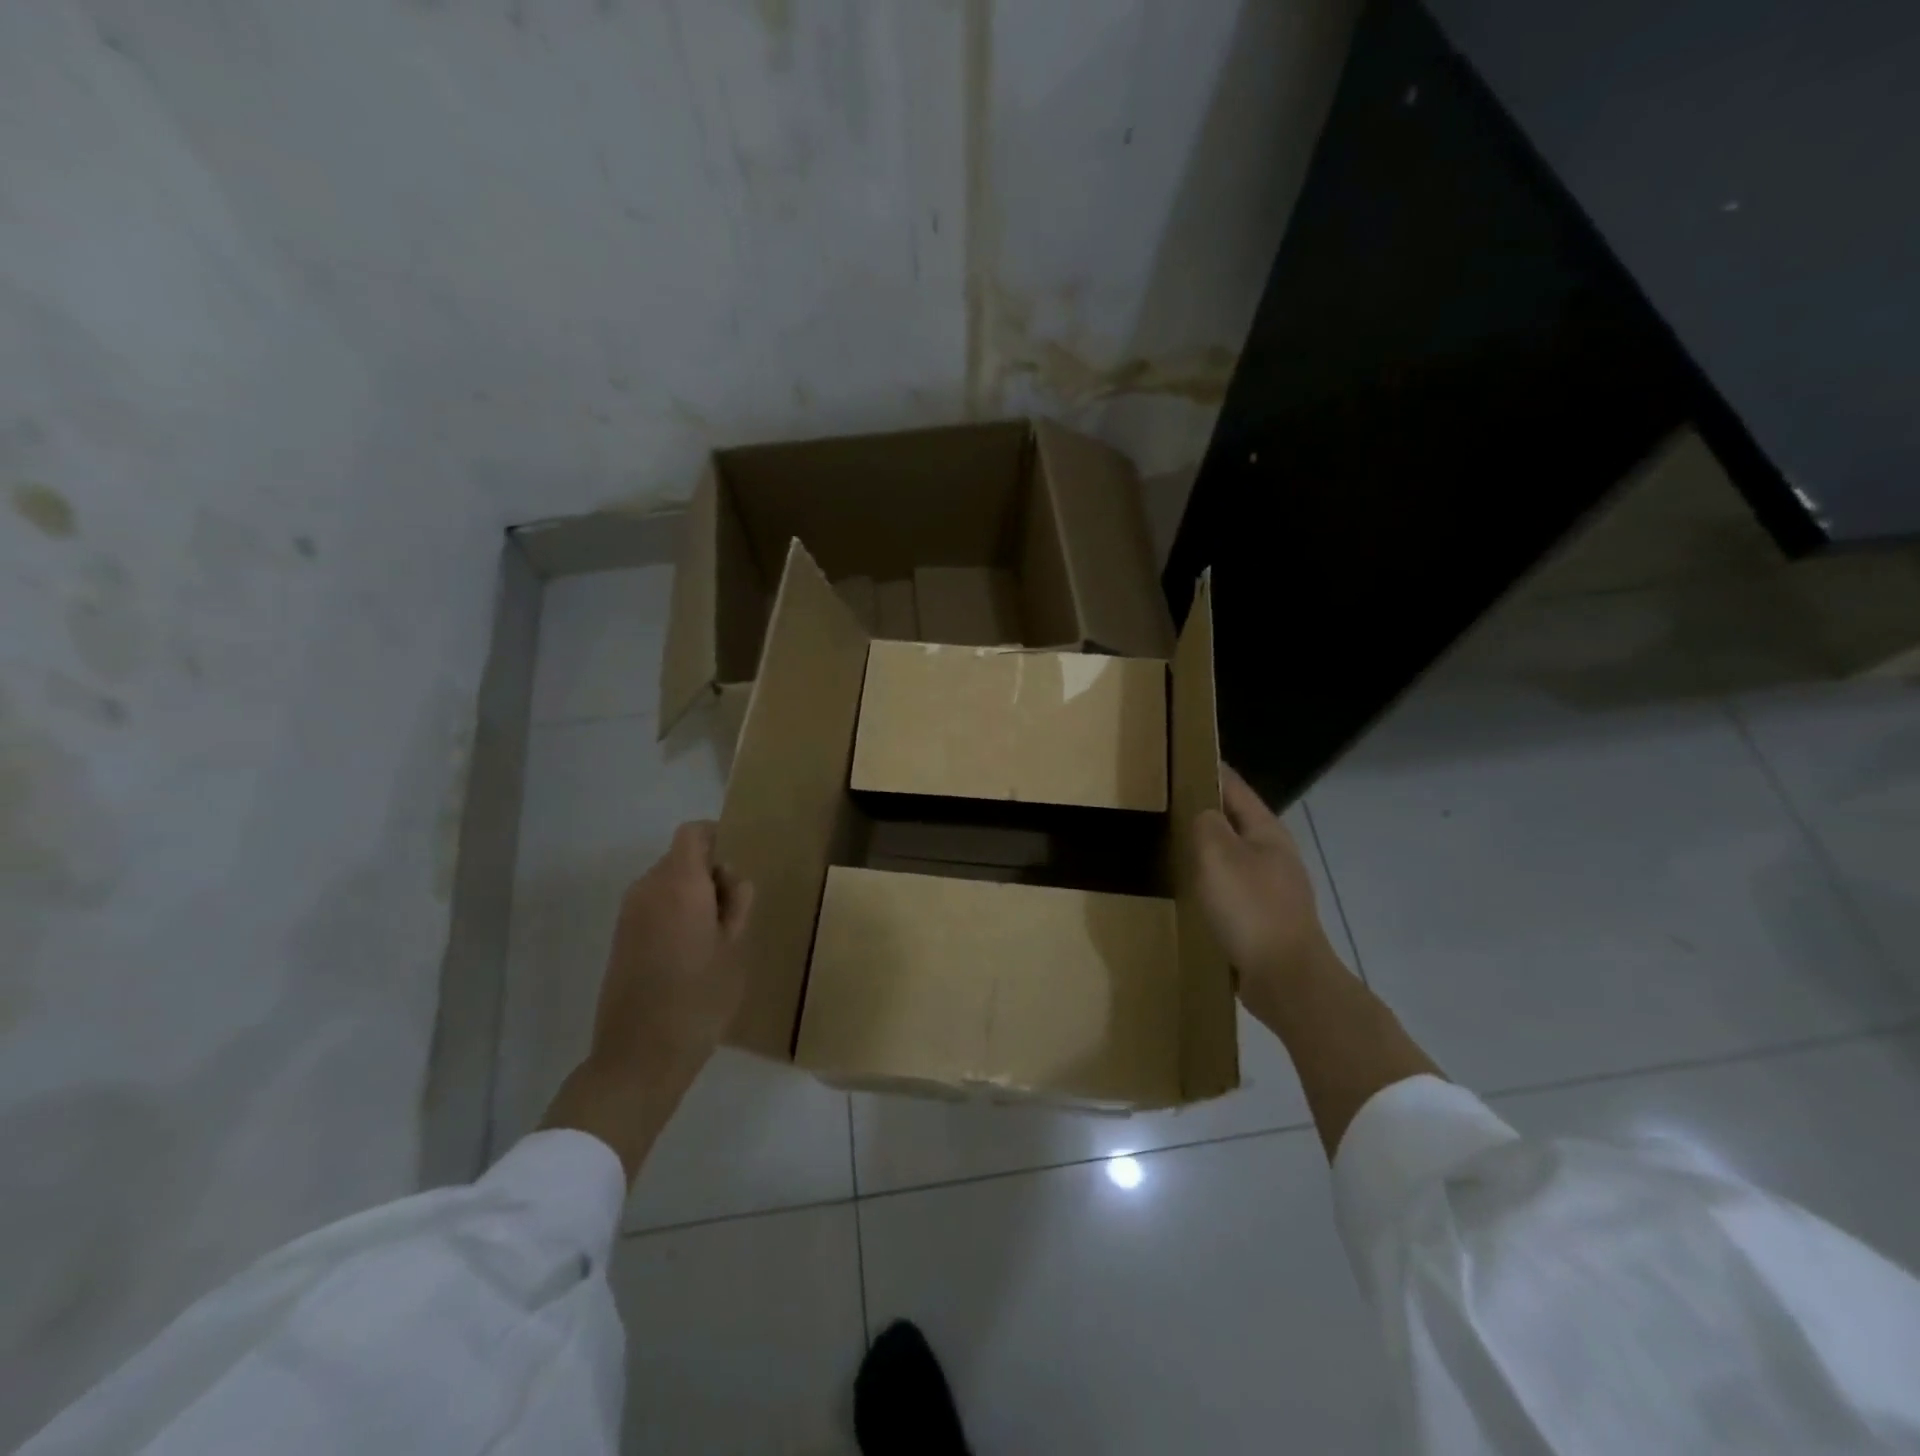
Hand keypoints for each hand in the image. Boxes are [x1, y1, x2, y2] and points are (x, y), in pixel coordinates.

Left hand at [587, 820, 753, 1089]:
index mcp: (679, 883)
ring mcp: (629, 914)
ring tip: (714, 938)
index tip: (737, 870)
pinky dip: (674, 914)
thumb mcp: (736, 948)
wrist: (640, 1055)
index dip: (717, 838)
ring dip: (692, 896)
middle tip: (734, 914)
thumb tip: (730, 878)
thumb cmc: (700, 997)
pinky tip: (690, 953)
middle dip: (709, 873)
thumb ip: (738, 903)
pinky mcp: (620, 938)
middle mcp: (647, 888)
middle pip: (680, 858)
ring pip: (667, 884)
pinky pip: (653, 907)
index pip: (693, 833)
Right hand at [1193, 766, 1338, 1029]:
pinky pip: (1233, 889)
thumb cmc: (1250, 909)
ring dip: (1209, 850)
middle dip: (1208, 811)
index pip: (1236, 788)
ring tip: (1175, 845)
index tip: (1185, 758)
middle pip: (1237, 822)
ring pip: (1234, 857)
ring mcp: (1274, 890)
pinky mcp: (1266, 920)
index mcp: (1267, 832)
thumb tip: (1203, 814)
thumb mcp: (1218, 855)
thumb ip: (1206, 824)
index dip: (1212, 770)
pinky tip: (1193, 891)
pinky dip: (1212, 882)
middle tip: (1169, 803)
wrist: (1286, 979)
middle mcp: (1275, 856)